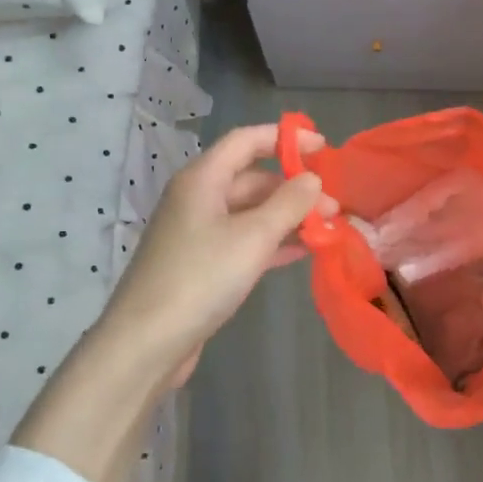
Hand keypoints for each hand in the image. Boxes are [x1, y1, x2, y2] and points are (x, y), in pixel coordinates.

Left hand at [102, 122, 334, 387]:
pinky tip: (302, 251)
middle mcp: (198, 199)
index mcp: (203, 180)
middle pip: (252, 179)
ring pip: (252, 212)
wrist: (147, 342)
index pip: (247, 141)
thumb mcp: (253, 236)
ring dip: (289, 217)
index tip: (324, 148)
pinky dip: (274, 241)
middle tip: (335, 207)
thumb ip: (289, 203)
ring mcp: (199, 233)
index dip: (285, 139)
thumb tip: (313, 178)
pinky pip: (245, 240)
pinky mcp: (203, 264)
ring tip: (328, 229)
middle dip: (295, 188)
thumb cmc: (201, 278)